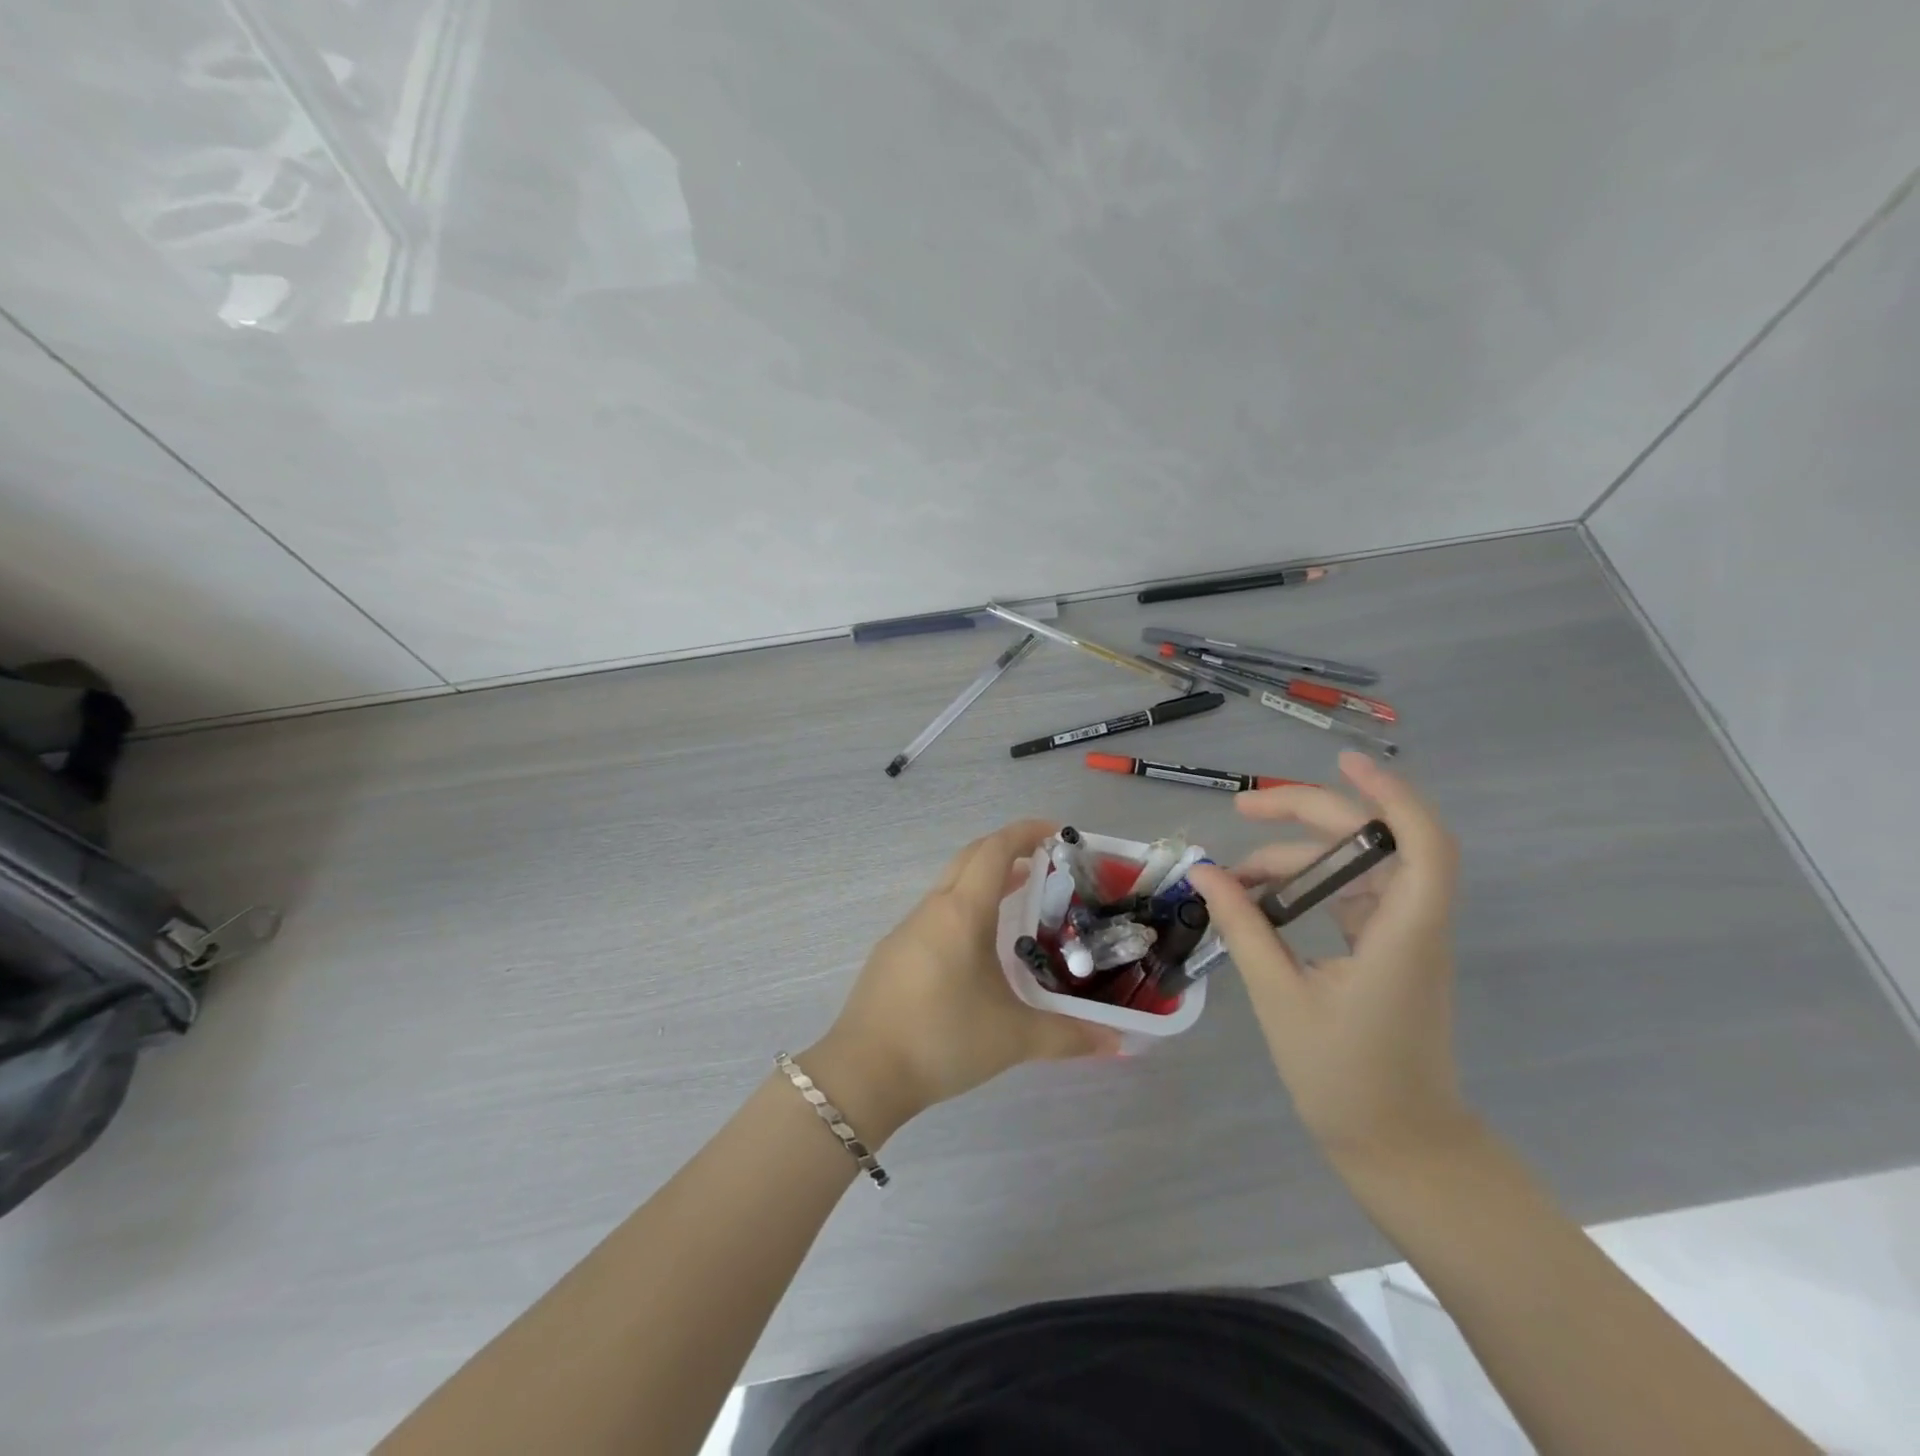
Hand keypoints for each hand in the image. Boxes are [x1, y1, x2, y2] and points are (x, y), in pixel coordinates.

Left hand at [805, 821, 1120, 1140]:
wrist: (863, 1073)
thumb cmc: (942, 1040)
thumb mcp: (1012, 1038)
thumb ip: (1068, 1036)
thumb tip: (1118, 1042)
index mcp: (961, 913)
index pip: (994, 851)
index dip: (1025, 832)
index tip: (1056, 831)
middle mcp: (932, 910)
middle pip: (970, 858)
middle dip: (1007, 849)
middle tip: (1045, 861)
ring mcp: (907, 930)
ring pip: (950, 886)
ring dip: (984, 880)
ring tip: (1020, 897)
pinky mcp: (894, 953)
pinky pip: (936, 913)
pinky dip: (964, 907)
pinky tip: (979, 946)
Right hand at [1188, 752, 1473, 1165]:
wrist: (1399, 1148)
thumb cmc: (1346, 1079)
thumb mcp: (1280, 998)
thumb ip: (1245, 928)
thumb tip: (1205, 873)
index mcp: (1403, 935)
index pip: (1422, 844)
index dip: (1391, 794)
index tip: (1344, 763)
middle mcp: (1412, 925)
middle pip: (1374, 842)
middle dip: (1309, 815)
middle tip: (1244, 810)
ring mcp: (1401, 938)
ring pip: (1354, 869)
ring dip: (1296, 859)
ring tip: (1234, 875)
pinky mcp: (1386, 952)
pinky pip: (1347, 897)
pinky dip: (1305, 887)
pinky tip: (1262, 897)